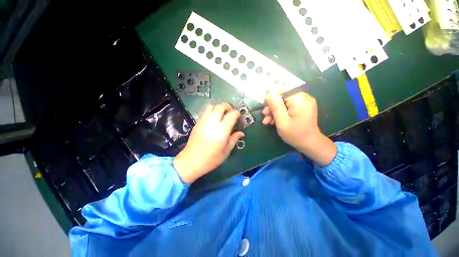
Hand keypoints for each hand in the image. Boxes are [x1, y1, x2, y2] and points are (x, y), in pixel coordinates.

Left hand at [174, 103, 243, 183]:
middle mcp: (212, 123)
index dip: (237, 114)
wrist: (191, 161)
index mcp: (222, 131)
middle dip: (228, 106)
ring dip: (218, 107)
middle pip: (220, 106)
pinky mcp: (197, 123)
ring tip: (221, 114)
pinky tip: (213, 119)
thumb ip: (234, 139)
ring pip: (211, 106)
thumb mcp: (226, 151)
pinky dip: (211, 111)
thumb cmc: (211, 159)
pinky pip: (205, 112)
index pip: (231, 115)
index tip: (238, 117)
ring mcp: (203, 122)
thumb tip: (241, 133)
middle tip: (231, 112)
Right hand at [262, 92, 335, 165]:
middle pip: (282, 99)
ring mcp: (304, 102)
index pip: (281, 93)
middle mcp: (303, 97)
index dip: (271, 101)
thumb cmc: (295, 134)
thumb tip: (268, 94)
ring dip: (275, 112)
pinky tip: (274, 121)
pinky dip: (281, 113)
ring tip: (268, 122)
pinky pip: (288, 107)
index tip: (265, 111)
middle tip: (265, 118)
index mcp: (299, 99)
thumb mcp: (282, 121)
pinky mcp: (303, 107)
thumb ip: (275, 107)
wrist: (310, 144)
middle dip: (272, 109)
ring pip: (284, 103)